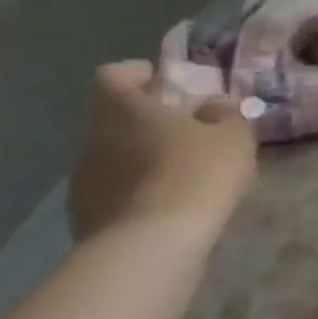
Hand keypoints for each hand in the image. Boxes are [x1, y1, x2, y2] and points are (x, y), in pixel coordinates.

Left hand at [68, 61, 257, 240]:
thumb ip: (225, 115)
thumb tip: (213, 108)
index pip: (114, 76)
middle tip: (190, 128)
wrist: (151, 245)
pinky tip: (171, 203)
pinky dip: (141, 189)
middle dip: (150, 119)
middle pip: (116, 118)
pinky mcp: (87, 216)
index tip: (167, 80)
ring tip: (185, 170)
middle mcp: (94, 139)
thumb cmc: (196, 173)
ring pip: (116, 155)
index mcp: (124, 110)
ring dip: (145, 156)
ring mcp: (84, 180)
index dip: (138, 73)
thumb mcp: (233, 136)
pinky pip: (116, 190)